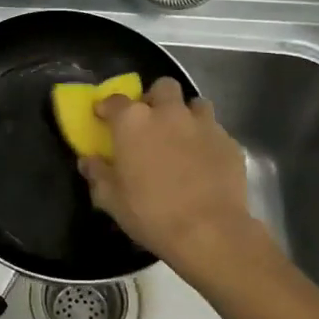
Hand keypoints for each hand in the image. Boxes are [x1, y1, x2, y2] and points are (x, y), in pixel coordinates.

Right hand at [79, 76, 261, 277]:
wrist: (209, 232)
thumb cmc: (151, 213)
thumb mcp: (111, 200)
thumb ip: (98, 174)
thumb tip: (88, 161)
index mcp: (134, 121)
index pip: (115, 100)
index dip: (107, 108)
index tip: (103, 118)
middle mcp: (169, 113)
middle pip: (163, 87)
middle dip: (156, 99)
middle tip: (151, 123)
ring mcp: (203, 124)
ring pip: (196, 104)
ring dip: (186, 114)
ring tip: (182, 137)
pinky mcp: (230, 142)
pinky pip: (216, 131)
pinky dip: (207, 140)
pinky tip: (205, 162)